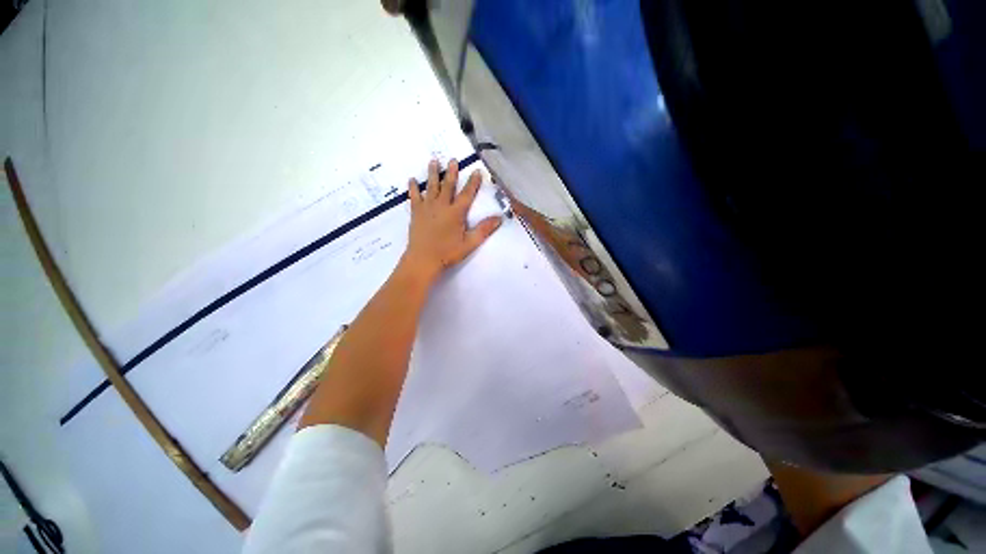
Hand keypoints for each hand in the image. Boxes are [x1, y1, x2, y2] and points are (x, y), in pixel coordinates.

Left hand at [400, 159, 501, 282]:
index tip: (477, 171)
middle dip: (451, 172)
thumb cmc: (448, 253)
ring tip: (433, 161)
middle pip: (448, 185)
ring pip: (431, 187)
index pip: (467, 194)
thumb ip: (484, 230)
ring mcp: (427, 208)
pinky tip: (412, 180)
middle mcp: (441, 205)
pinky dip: (413, 188)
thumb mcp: (469, 243)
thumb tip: (499, 218)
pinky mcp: (416, 213)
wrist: (423, 259)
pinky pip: (414, 196)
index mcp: (456, 212)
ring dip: (433, 174)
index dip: (473, 182)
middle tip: (452, 159)